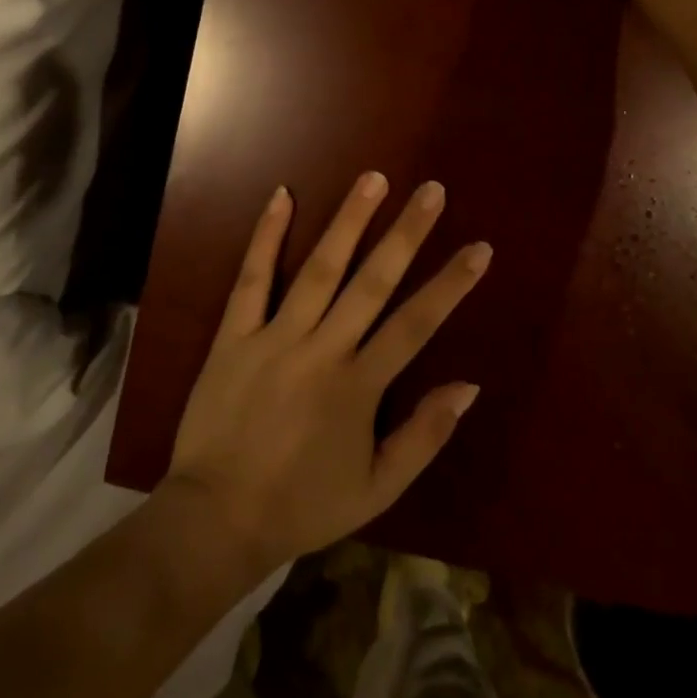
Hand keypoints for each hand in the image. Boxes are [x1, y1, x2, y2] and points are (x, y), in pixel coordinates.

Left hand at [165, 173, 490, 575]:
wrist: (217, 518)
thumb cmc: (303, 505)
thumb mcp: (377, 488)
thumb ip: (424, 436)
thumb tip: (469, 386)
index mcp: (360, 386)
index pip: (416, 324)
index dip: (451, 284)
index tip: (478, 247)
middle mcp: (322, 349)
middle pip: (373, 281)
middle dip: (407, 233)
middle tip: (431, 190)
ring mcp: (275, 337)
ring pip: (319, 269)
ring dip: (348, 221)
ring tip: (373, 179)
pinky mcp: (235, 334)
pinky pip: (251, 278)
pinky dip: (266, 236)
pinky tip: (282, 196)